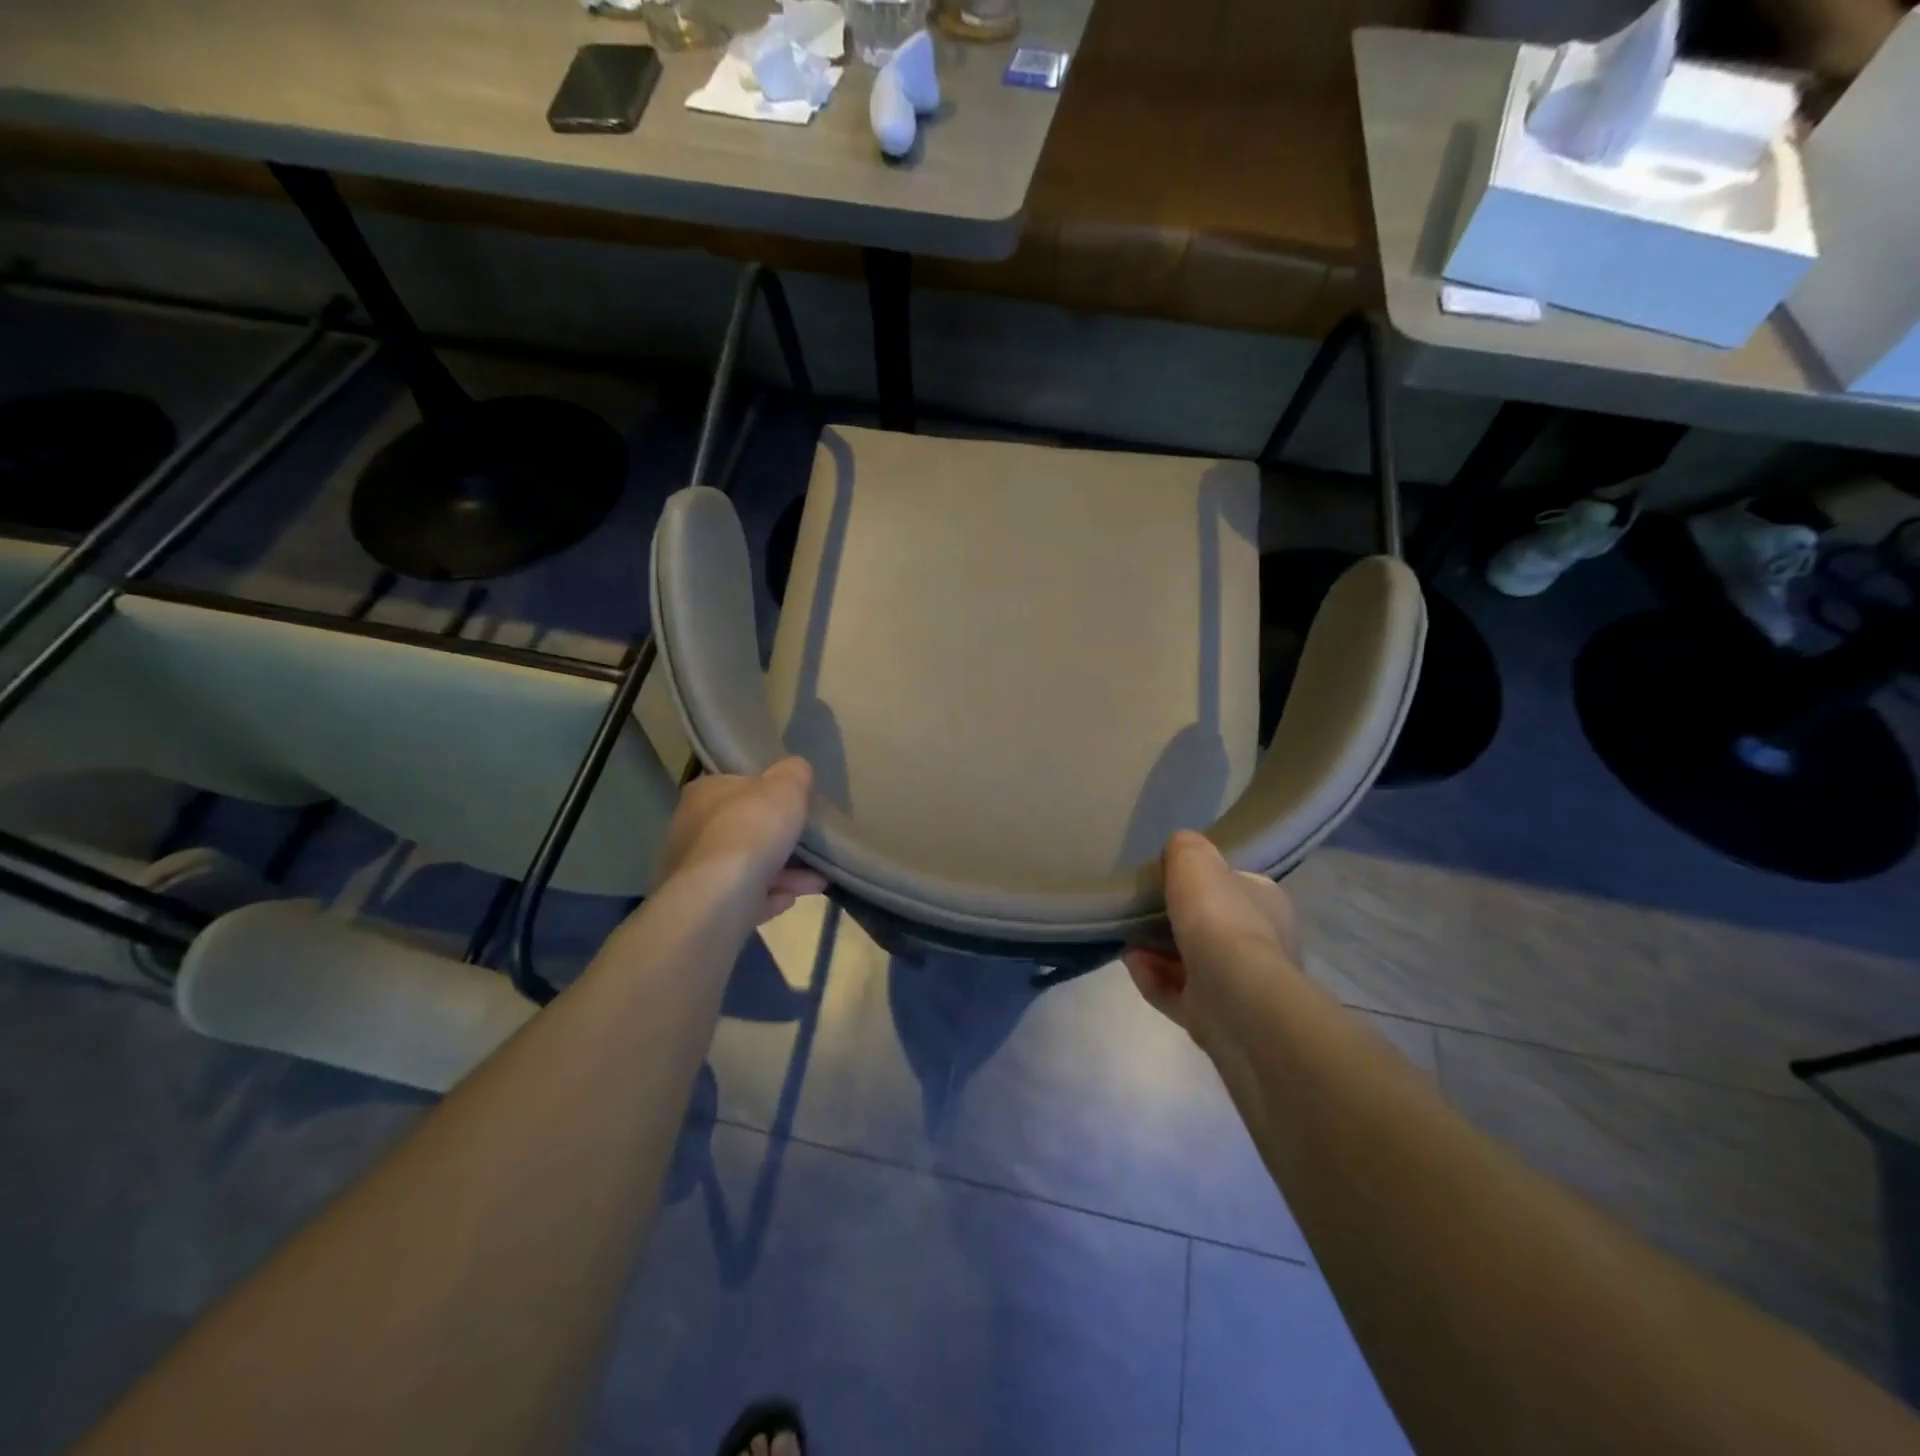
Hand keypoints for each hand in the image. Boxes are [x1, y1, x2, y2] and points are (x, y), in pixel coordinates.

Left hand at [660, 758, 827, 923]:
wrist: (720, 897)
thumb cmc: (752, 829)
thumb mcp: (786, 786)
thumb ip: (794, 773)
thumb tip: (796, 771)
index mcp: (705, 793)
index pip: (738, 786)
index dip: (769, 795)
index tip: (796, 807)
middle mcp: (691, 828)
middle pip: (744, 829)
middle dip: (780, 839)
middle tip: (812, 847)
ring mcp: (694, 871)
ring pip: (746, 867)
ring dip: (783, 872)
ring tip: (817, 880)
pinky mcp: (702, 905)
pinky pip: (743, 897)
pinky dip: (768, 896)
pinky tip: (791, 899)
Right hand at [1122, 831, 1301, 1042]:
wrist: (1235, 997)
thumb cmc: (1219, 918)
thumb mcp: (1195, 860)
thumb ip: (1185, 847)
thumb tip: (1179, 849)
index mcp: (1267, 903)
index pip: (1233, 885)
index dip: (1200, 882)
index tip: (1166, 881)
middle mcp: (1263, 944)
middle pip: (1209, 926)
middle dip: (1171, 921)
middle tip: (1139, 913)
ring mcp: (1241, 987)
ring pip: (1191, 963)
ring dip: (1155, 951)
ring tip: (1127, 941)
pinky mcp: (1219, 1020)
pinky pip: (1178, 994)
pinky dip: (1153, 978)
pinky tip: (1132, 964)